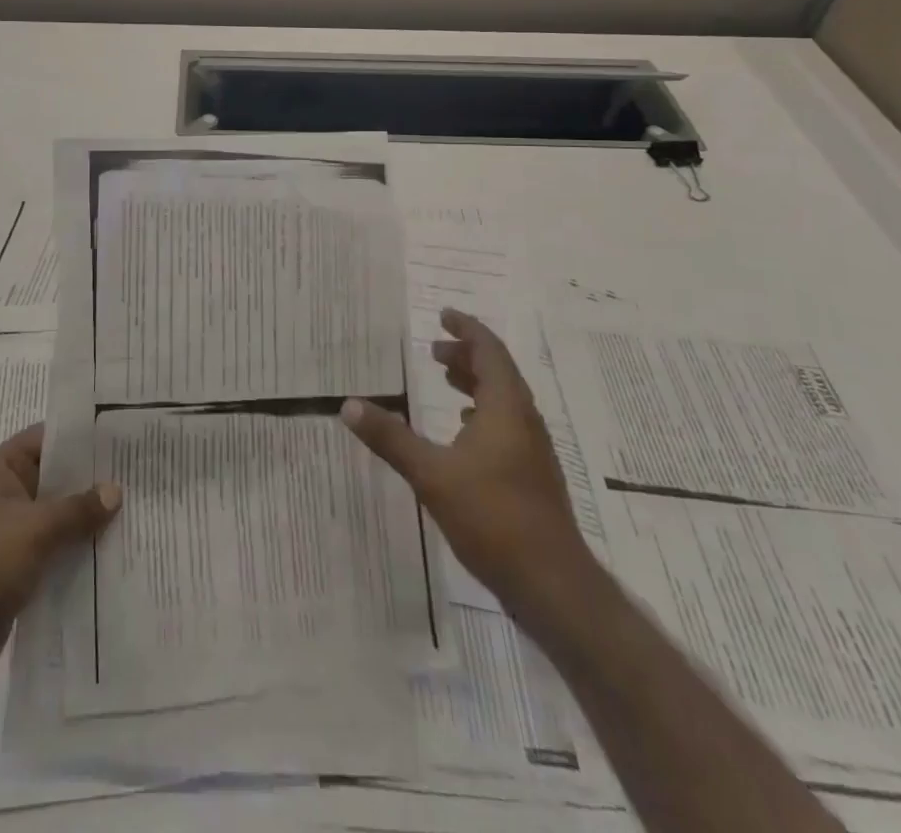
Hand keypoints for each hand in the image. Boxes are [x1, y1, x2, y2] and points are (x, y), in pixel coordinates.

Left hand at [0, 424, 120, 709]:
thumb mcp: (33, 529)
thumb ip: (77, 509)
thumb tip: (116, 490)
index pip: (46, 440)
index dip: (82, 438)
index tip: (123, 438)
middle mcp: (4, 498)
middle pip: (55, 481)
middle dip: (93, 483)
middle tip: (141, 478)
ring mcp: (10, 538)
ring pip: (58, 521)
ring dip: (89, 523)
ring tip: (138, 516)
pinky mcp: (16, 575)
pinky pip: (55, 556)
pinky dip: (79, 556)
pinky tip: (115, 559)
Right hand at [341, 307, 592, 613]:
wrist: (552, 585)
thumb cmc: (492, 517)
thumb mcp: (430, 474)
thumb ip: (390, 437)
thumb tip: (348, 404)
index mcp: (506, 409)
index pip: (490, 352)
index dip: (467, 330)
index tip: (444, 315)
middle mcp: (524, 422)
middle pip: (499, 373)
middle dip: (467, 356)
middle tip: (434, 352)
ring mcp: (533, 451)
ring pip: (504, 401)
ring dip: (476, 384)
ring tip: (446, 381)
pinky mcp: (532, 477)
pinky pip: (507, 426)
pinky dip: (483, 414)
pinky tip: (463, 431)